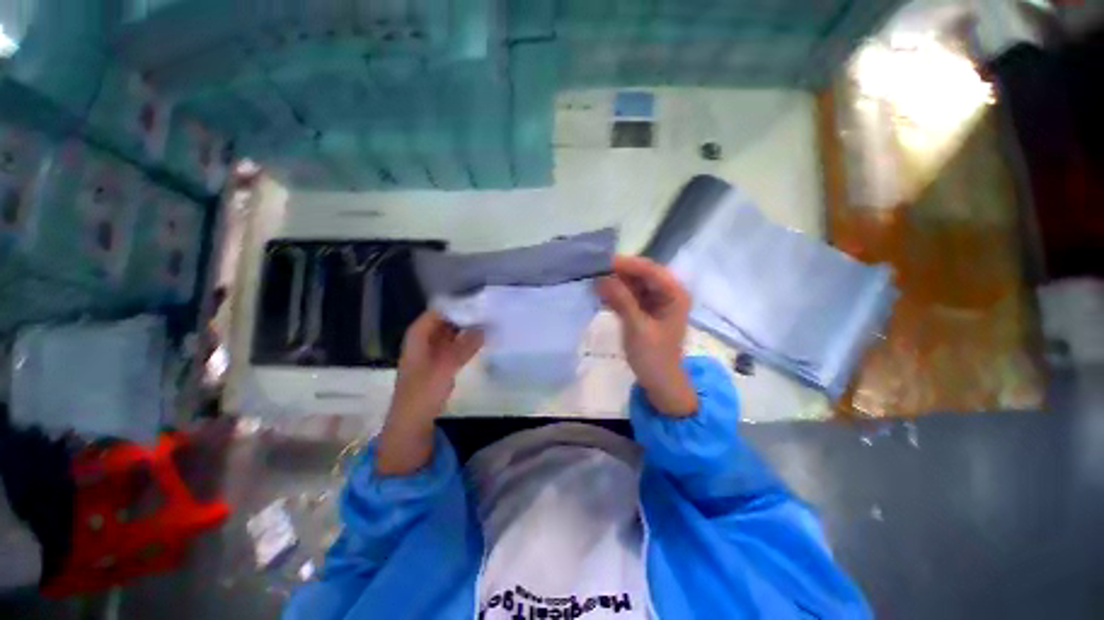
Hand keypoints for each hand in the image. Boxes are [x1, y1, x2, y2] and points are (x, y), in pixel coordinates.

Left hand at [376, 310, 482, 474]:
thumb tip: (485, 327)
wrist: (412, 421)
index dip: (458, 305)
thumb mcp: (446, 365)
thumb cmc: (424, 391)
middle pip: (446, 320)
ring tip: (489, 322)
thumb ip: (466, 345)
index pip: (439, 310)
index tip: (479, 301)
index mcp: (419, 334)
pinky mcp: (440, 361)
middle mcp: (424, 338)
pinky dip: (466, 341)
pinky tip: (482, 340)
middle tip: (489, 311)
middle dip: (465, 316)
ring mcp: (432, 350)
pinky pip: (455, 344)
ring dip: (467, 328)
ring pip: (452, 332)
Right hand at [598, 255, 697, 415]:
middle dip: (618, 273)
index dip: (626, 264)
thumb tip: (601, 278)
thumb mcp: (637, 328)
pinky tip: (599, 295)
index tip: (601, 262)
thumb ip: (621, 300)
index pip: (650, 270)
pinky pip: (628, 295)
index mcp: (675, 294)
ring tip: (593, 283)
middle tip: (592, 272)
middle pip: (641, 274)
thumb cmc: (654, 357)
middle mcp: (667, 292)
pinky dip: (615, 295)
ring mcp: (655, 300)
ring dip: (614, 283)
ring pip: (632, 284)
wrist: (660, 382)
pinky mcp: (644, 308)